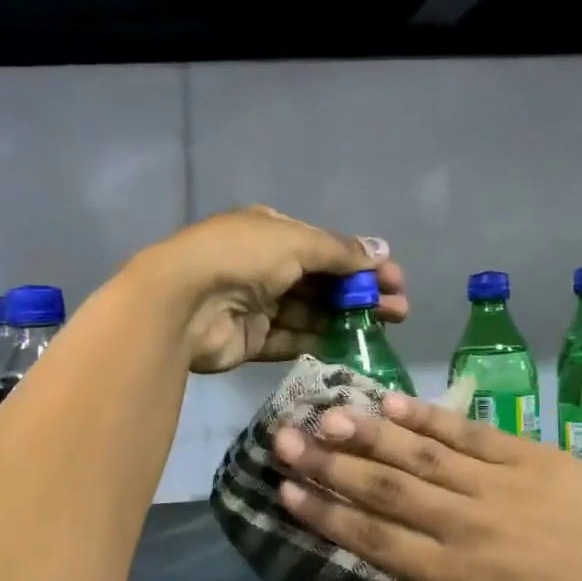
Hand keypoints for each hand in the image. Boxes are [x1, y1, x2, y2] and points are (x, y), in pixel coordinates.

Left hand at [134, 206, 408, 373]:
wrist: (182, 302)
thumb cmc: (240, 257)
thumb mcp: (295, 242)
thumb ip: (339, 251)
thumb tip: (381, 249)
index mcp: (271, 232)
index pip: (325, 247)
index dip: (361, 262)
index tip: (394, 280)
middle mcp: (263, 266)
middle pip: (321, 282)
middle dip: (360, 294)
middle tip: (399, 311)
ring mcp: (255, 305)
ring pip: (310, 313)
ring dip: (345, 319)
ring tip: (383, 330)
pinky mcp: (250, 340)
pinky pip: (290, 340)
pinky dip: (318, 342)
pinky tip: (350, 348)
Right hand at [270, 393, 581, 580]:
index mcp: (453, 574)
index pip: (374, 539)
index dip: (325, 515)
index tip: (284, 491)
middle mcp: (461, 525)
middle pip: (383, 490)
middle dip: (328, 465)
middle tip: (283, 439)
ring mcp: (492, 485)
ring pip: (417, 457)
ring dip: (367, 435)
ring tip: (325, 413)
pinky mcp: (524, 455)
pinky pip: (466, 434)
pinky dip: (427, 418)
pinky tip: (392, 402)